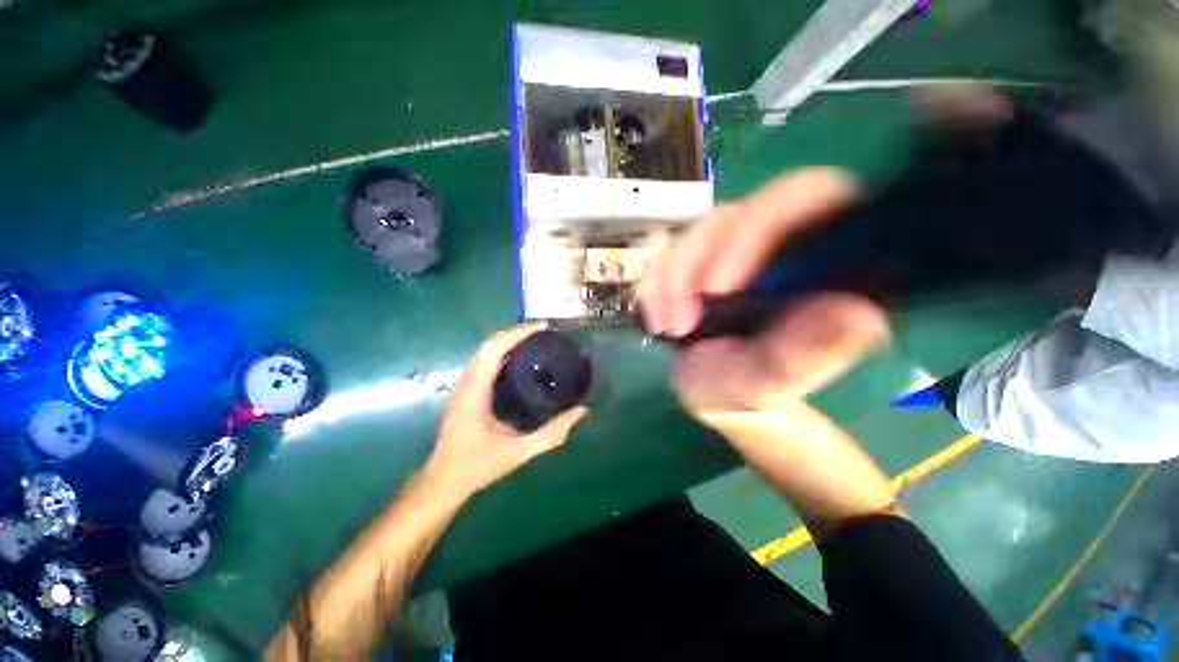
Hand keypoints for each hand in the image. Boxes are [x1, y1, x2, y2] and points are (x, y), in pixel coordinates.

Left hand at [425, 324, 588, 497]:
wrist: (442, 482)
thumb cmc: (477, 466)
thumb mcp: (519, 452)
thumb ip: (551, 434)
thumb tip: (581, 412)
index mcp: (475, 391)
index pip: (494, 349)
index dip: (518, 333)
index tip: (543, 327)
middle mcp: (466, 382)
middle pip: (489, 344)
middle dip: (516, 332)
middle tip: (544, 332)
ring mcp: (463, 386)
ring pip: (484, 351)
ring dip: (508, 340)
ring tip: (535, 340)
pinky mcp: (465, 391)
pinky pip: (484, 361)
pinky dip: (502, 352)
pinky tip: (520, 360)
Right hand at [637, 168, 889, 414]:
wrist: (711, 390)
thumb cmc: (747, 388)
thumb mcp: (771, 381)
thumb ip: (806, 354)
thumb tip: (858, 314)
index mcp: (820, 261)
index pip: (808, 199)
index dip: (758, 228)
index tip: (717, 289)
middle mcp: (777, 243)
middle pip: (738, 214)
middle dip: (696, 266)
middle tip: (681, 322)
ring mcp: (734, 247)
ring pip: (697, 234)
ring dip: (671, 281)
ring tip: (669, 328)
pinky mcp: (698, 259)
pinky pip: (667, 253)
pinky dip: (653, 286)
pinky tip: (657, 319)